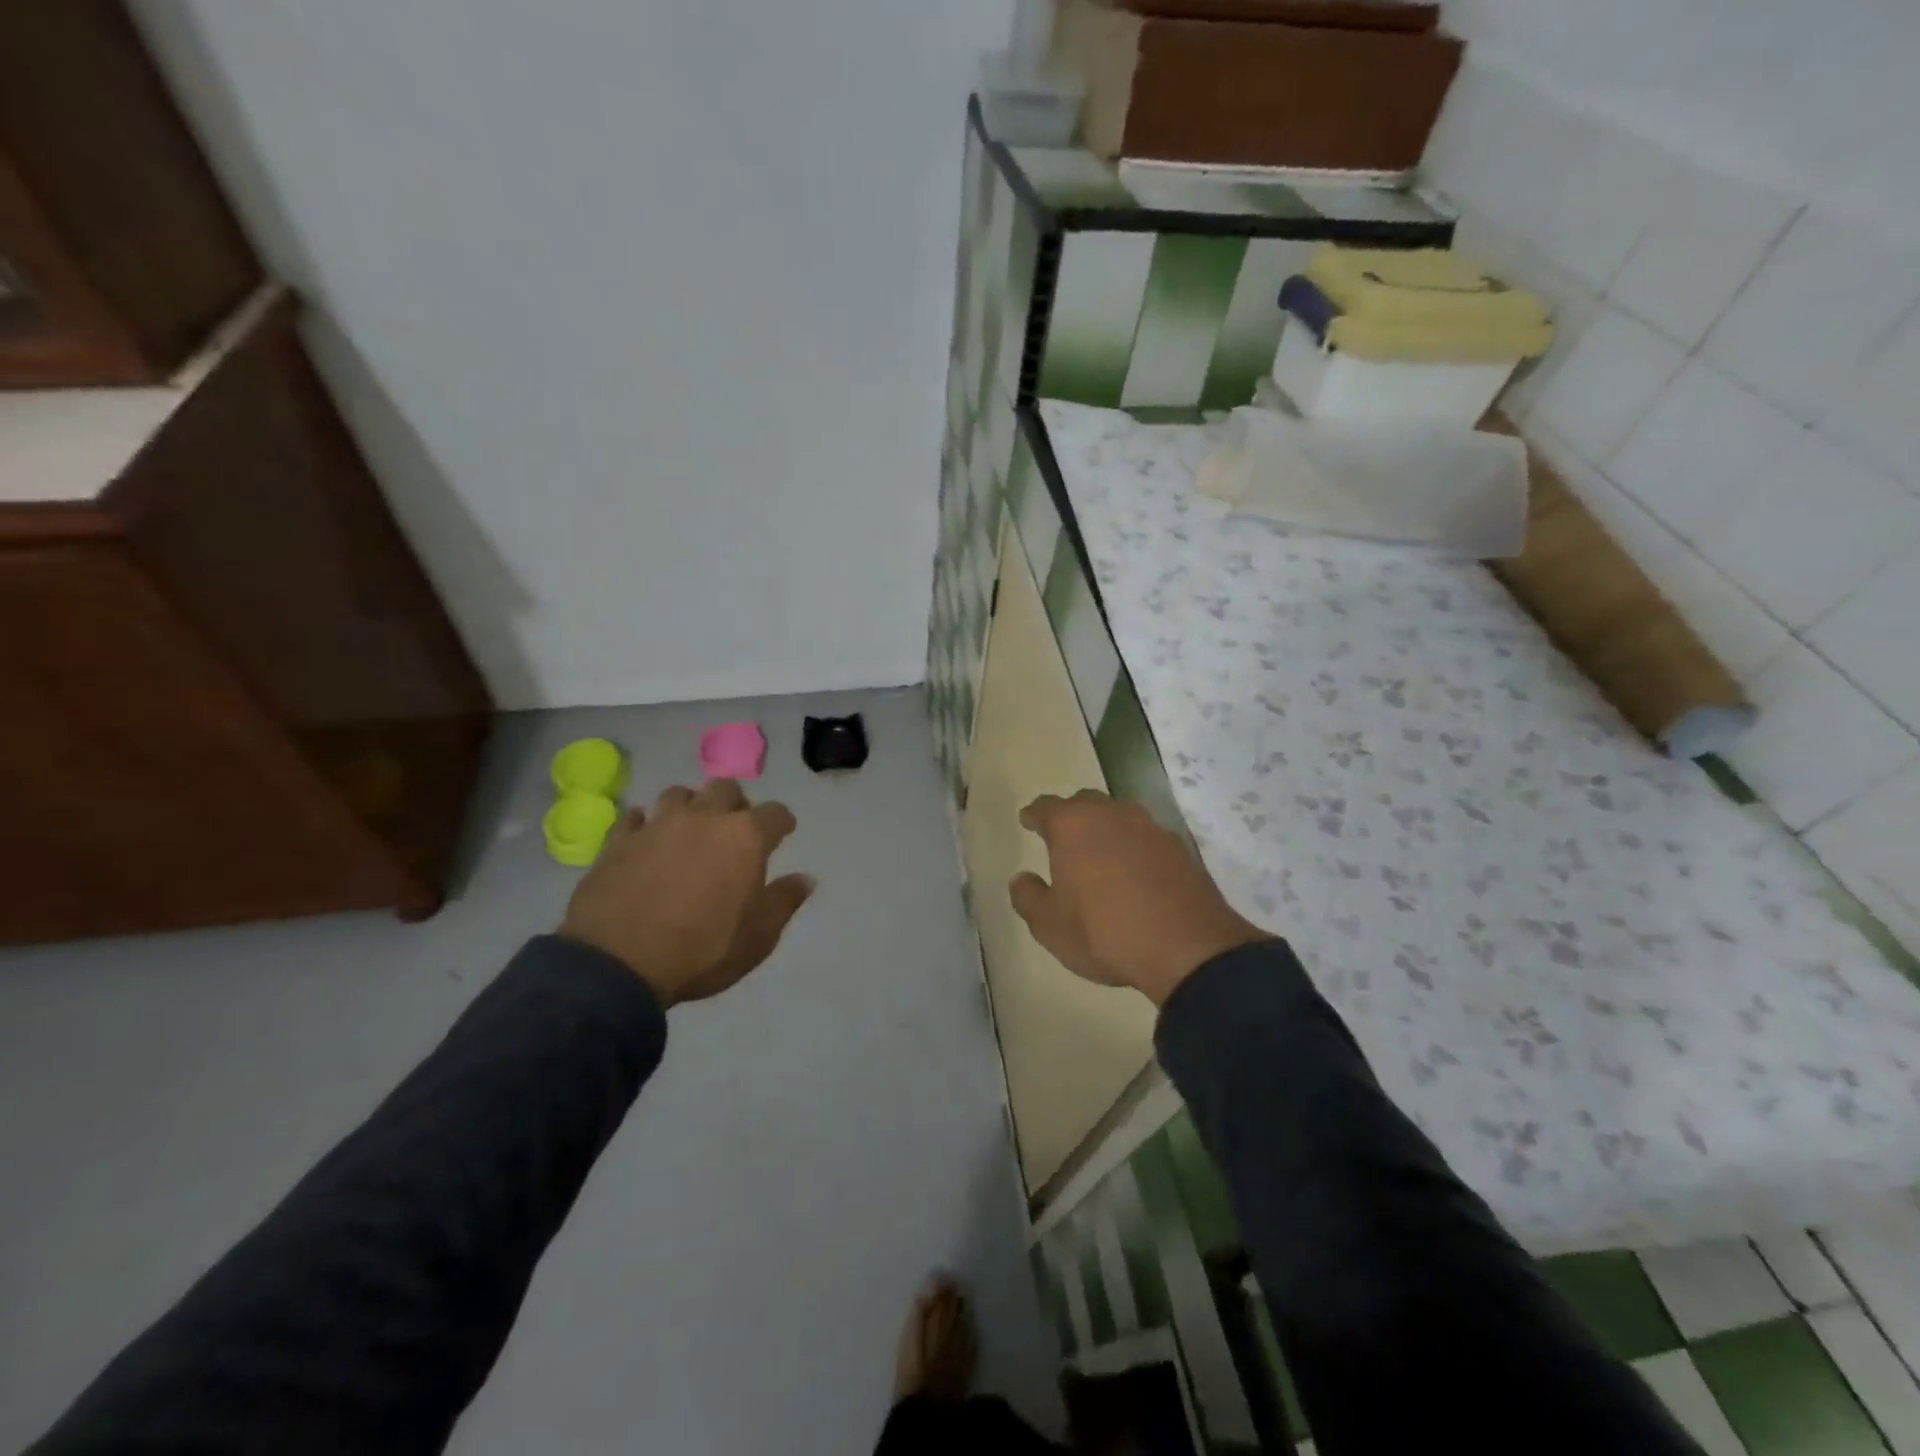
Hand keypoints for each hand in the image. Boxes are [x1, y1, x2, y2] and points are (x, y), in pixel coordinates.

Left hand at [559, 779, 813, 1008]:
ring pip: (679, 794)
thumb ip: (784, 902)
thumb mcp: (758, 937)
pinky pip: (635, 817)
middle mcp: (704, 818)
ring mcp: (658, 825)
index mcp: (745, 837)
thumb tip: (806, 878)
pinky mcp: (619, 840)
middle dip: (736, 804)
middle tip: (734, 830)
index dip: (782, 822)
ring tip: (690, 829)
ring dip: (691, 806)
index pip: (775, 813)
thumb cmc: (701, 950)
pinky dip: (646, 824)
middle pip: (726, 789)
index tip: (783, 833)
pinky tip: (646, 839)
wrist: (617, 963)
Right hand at [1010, 790, 1267, 1005]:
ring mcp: (1150, 827)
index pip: (1046, 807)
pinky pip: (1146, 837)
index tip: (1028, 820)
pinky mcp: (1179, 847)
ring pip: (1119, 816)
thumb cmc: (1104, 932)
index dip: (1034, 815)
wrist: (1187, 948)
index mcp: (1073, 825)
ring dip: (1106, 829)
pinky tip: (1134, 871)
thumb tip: (1021, 879)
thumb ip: (1028, 897)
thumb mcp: (1050, 926)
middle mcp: (1111, 814)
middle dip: (1070, 816)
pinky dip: (1135, 847)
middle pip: (1084, 803)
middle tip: (1062, 836)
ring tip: (1099, 853)